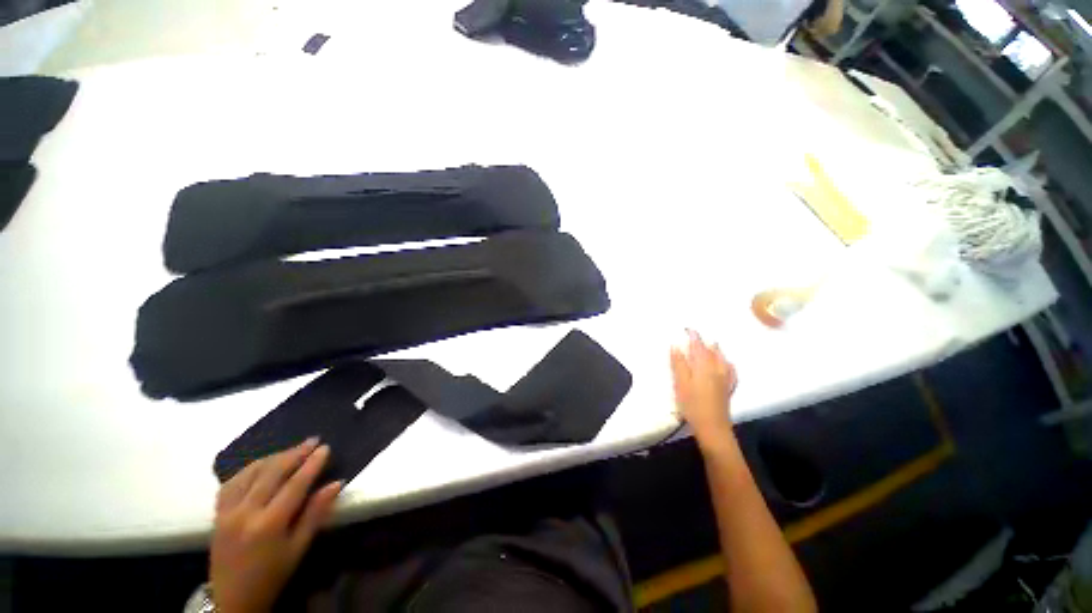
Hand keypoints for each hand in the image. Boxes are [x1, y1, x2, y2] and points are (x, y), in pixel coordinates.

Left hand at [211, 438, 342, 612]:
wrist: (232, 600)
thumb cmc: (272, 575)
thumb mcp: (299, 548)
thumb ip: (316, 513)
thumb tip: (337, 483)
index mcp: (269, 524)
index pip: (294, 484)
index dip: (312, 464)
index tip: (326, 448)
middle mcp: (245, 513)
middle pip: (271, 473)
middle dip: (294, 454)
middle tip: (313, 440)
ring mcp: (227, 512)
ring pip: (250, 473)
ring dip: (273, 457)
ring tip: (291, 449)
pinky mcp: (217, 514)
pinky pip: (231, 483)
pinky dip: (249, 469)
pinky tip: (261, 465)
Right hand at [670, 330, 737, 446]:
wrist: (712, 427)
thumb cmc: (692, 404)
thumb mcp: (680, 383)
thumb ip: (678, 364)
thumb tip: (676, 346)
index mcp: (703, 366)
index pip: (698, 346)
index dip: (693, 336)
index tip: (687, 328)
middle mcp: (716, 369)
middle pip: (711, 350)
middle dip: (703, 341)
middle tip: (695, 336)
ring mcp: (724, 378)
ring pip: (721, 359)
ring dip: (715, 350)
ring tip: (710, 344)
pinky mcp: (728, 388)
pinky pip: (730, 370)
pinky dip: (727, 363)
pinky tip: (726, 364)